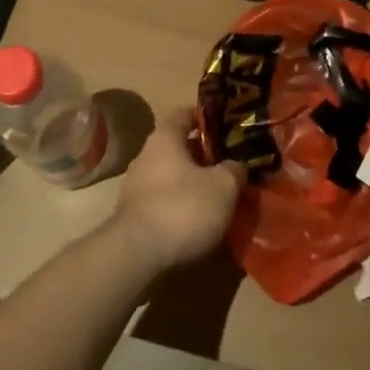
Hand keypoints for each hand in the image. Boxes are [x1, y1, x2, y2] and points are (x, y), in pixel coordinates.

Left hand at [110, 108, 245, 276]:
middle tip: (228, 164)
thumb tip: (236, 165)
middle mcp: (146, 154)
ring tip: (216, 194)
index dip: (207, 117)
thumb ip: (234, 170)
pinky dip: (179, 203)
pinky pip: (162, 199)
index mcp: (165, 137)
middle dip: (203, 154)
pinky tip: (196, 218)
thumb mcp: (224, 186)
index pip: (186, 114)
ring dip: (191, 181)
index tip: (227, 126)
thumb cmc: (182, 208)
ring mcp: (136, 185)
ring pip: (171, 174)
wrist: (136, 255)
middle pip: (179, 146)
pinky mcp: (133, 214)